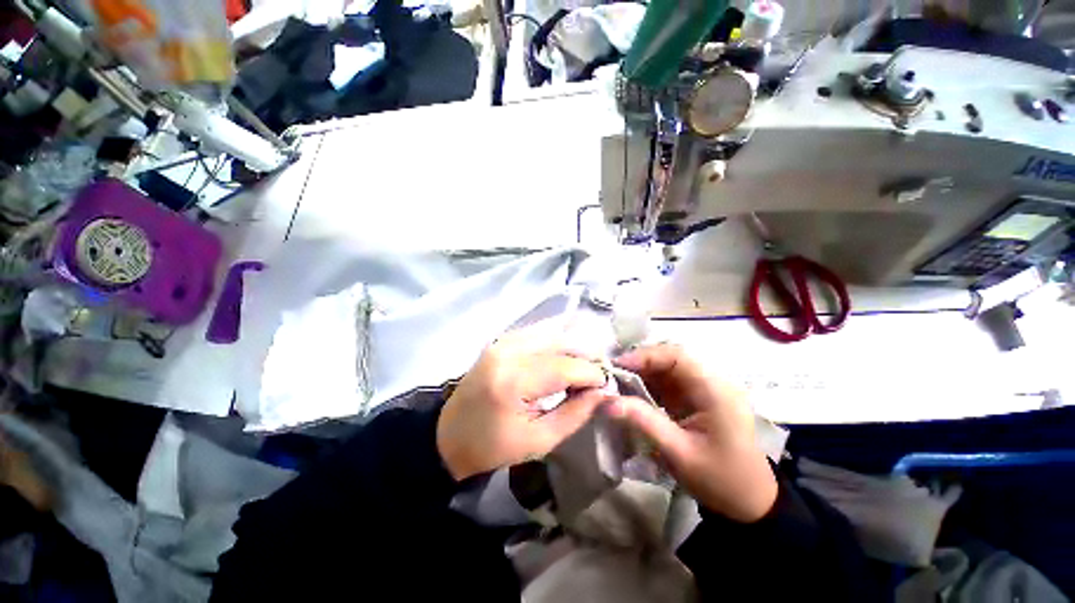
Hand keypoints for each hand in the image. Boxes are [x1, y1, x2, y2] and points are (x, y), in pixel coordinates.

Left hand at [436, 323, 607, 480]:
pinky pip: (537, 333)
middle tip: (599, 375)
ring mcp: (502, 341)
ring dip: (573, 347)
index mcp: (514, 381)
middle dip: (586, 356)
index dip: (592, 373)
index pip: (565, 366)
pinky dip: (555, 341)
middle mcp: (508, 351)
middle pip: (560, 342)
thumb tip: (602, 391)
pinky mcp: (500, 340)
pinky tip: (564, 356)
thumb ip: (575, 413)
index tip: (608, 385)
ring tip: (585, 366)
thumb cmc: (492, 446)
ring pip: (551, 333)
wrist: (448, 434)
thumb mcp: (539, 441)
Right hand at [608, 344, 776, 522]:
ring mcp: (704, 390)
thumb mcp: (678, 452)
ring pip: (667, 369)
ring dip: (642, 372)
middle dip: (640, 363)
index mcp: (715, 391)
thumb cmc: (719, 479)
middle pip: (671, 359)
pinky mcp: (696, 399)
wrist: (749, 502)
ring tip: (616, 381)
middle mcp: (711, 383)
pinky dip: (648, 384)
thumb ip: (643, 421)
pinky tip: (631, 391)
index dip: (646, 356)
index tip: (618, 365)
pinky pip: (669, 382)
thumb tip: (607, 402)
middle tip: (612, 373)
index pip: (678, 357)